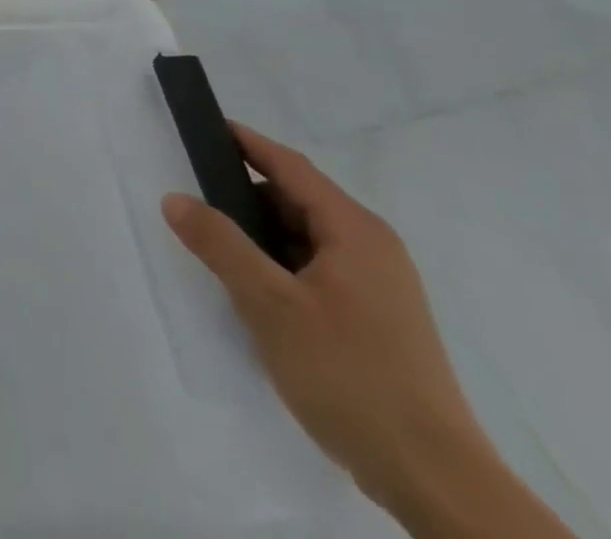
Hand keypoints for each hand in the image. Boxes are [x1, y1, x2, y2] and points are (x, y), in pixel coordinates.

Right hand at [161, 124, 490, 514]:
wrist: (435, 482)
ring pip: (304, 238)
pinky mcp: (375, 321)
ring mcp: (378, 288)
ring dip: (260, 236)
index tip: (202, 127)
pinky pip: (315, 270)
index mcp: (354, 231)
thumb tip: (175, 197)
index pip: (289, 166)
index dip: (244, 142)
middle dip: (244, 195)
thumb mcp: (270, 305)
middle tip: (193, 197)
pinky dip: (279, 266)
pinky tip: (253, 292)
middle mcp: (372, 249)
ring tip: (214, 247)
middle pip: (296, 200)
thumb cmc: (350, 375)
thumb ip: (219, 244)